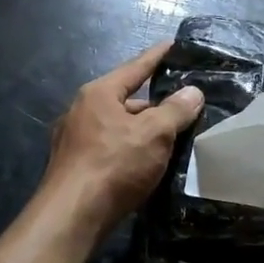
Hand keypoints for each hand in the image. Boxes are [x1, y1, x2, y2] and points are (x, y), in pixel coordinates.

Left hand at [38, 42, 203, 244]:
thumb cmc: (114, 165)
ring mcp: (75, 140)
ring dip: (144, 132)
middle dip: (156, 105)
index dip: (158, 56)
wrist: (71, 218)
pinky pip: (112, 149)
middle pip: (128, 100)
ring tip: (174, 140)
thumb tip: (192, 91)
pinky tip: (148, 165)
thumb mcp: (153, 134)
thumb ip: (175, 110)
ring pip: (120, 128)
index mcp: (99, 93)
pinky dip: (132, 151)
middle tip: (186, 109)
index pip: (135, 67)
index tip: (174, 45)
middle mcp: (82, 111)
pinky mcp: (76, 167)